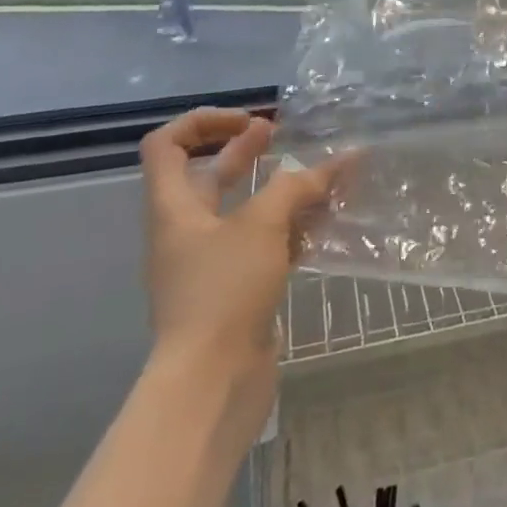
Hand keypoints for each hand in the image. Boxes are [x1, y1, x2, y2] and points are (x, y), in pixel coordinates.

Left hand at [138, 107, 347, 390]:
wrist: (212, 384)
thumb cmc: (224, 291)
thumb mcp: (262, 224)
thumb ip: (298, 185)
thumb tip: (339, 160)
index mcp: (175, 208)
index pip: (167, 145)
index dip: (204, 122)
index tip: (250, 123)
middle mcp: (187, 231)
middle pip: (210, 174)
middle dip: (247, 150)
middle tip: (283, 135)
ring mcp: (211, 263)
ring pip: (244, 211)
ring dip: (280, 190)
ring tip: (320, 177)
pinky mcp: (237, 289)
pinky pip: (264, 244)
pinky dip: (291, 227)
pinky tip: (325, 222)